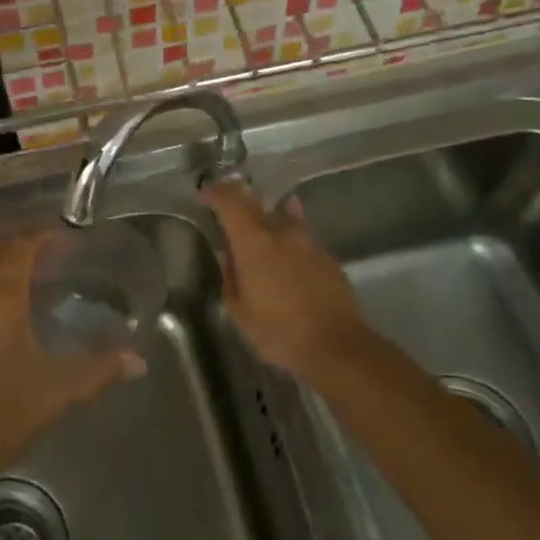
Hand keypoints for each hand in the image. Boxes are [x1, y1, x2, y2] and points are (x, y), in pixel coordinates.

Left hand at [0, 234, 144, 484]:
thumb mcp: (56, 391)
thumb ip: (98, 371)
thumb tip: (137, 360)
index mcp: (0, 299)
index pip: (20, 248)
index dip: (41, 236)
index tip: (66, 236)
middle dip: (23, 245)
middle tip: (54, 253)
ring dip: (2, 265)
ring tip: (32, 276)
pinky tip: (4, 311)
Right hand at [202, 181, 371, 381]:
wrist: (337, 346)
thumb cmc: (279, 331)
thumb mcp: (240, 311)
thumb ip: (230, 277)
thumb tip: (227, 254)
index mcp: (253, 242)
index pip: (230, 202)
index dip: (215, 193)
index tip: (203, 197)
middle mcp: (281, 232)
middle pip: (256, 203)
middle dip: (238, 200)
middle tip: (227, 208)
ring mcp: (308, 241)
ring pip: (282, 215)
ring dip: (266, 214)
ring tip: (257, 223)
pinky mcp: (326, 255)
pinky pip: (301, 232)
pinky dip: (288, 230)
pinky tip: (286, 240)